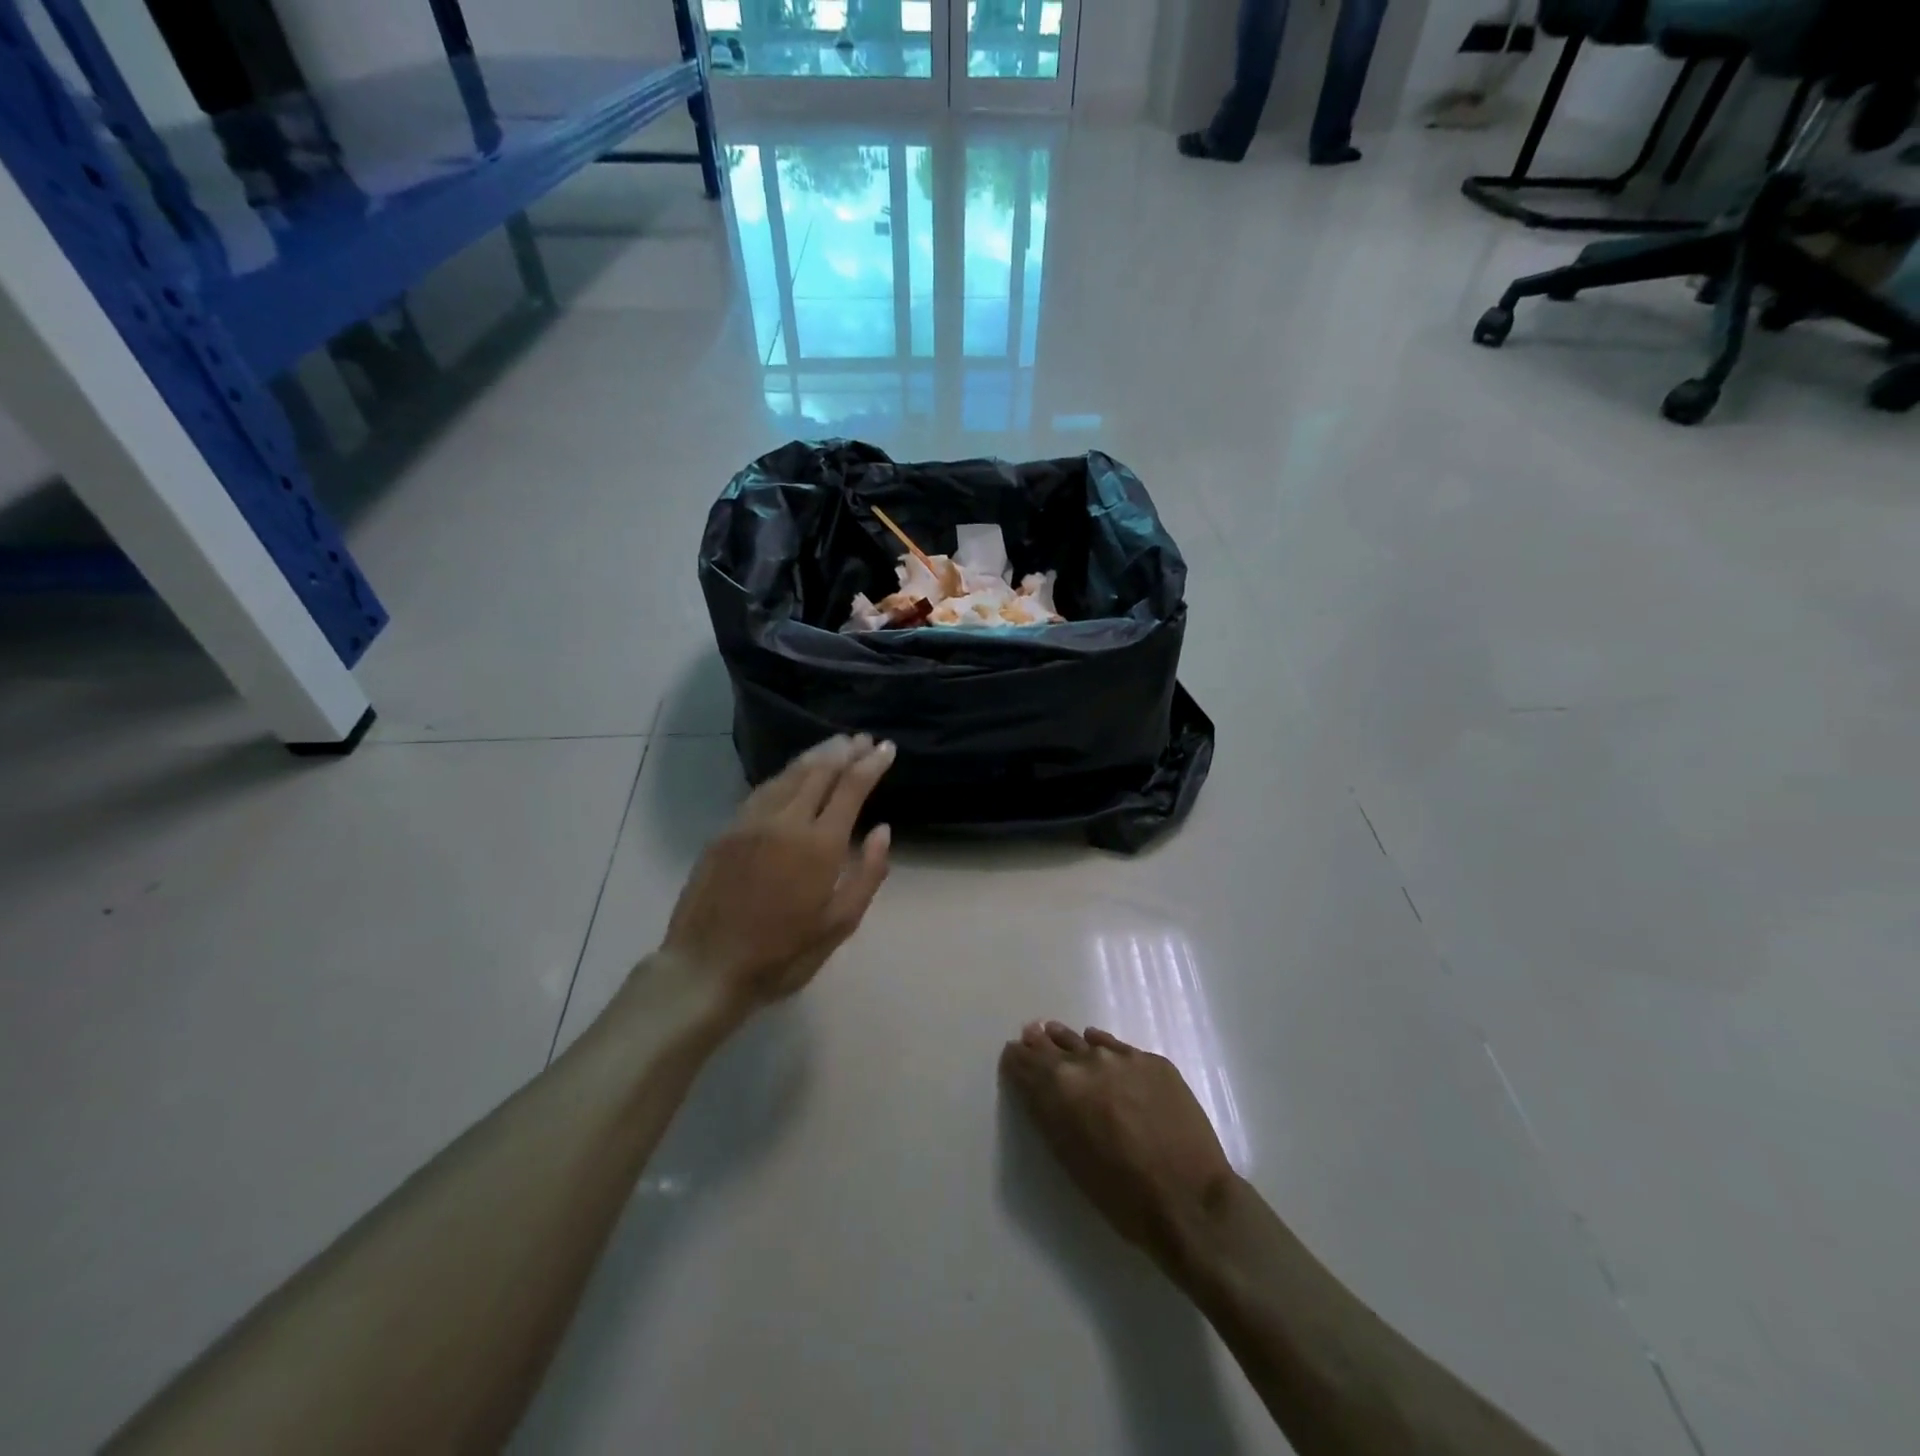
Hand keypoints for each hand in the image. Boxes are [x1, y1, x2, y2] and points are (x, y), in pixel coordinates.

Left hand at [661, 735, 895, 1013]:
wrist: (707, 968)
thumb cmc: (782, 955)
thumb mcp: (839, 925)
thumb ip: (867, 874)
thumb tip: (882, 830)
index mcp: (819, 845)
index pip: (850, 788)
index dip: (871, 764)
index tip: (887, 748)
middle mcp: (785, 822)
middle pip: (819, 771)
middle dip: (845, 752)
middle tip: (863, 739)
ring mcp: (751, 822)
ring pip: (789, 774)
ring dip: (816, 755)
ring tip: (835, 744)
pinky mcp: (726, 830)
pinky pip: (763, 789)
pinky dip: (786, 773)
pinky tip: (793, 772)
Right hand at [1001, 1022, 1235, 1259]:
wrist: (1190, 1200)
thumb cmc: (1121, 1195)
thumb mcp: (1069, 1158)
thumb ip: (1049, 1114)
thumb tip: (1037, 1087)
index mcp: (1060, 1088)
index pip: (1026, 1063)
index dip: (1016, 1059)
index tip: (1011, 1054)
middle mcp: (1087, 1062)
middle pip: (1054, 1046)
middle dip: (1040, 1044)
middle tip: (1030, 1035)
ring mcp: (1123, 1058)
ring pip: (1086, 1041)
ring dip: (1070, 1041)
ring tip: (1057, 1033)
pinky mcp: (1154, 1061)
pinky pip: (1118, 1047)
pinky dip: (1104, 1046)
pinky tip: (1098, 1044)